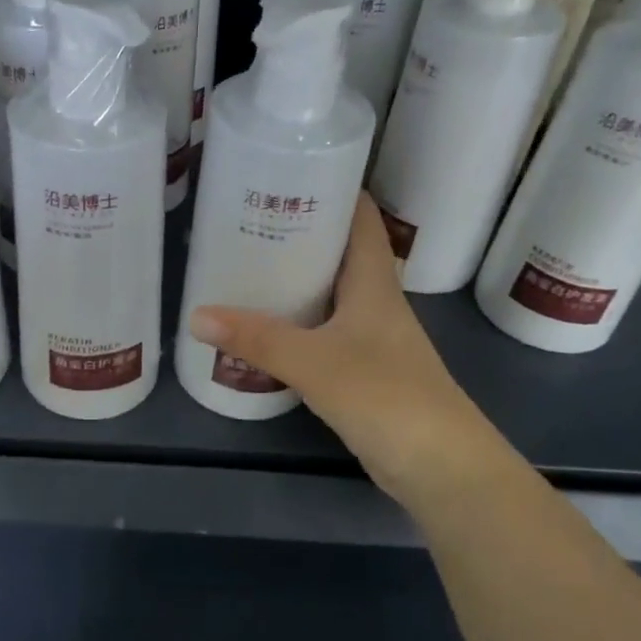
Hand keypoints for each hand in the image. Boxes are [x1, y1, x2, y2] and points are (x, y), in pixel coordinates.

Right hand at [188, 193, 506, 502]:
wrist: (443, 469)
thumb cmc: (388, 398)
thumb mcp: (315, 362)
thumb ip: (258, 339)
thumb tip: (197, 315)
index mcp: (374, 283)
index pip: (361, 218)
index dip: (334, 189)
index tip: (290, 171)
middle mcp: (375, 301)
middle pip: (339, 251)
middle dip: (299, 231)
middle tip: (247, 219)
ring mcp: (371, 337)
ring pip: (330, 292)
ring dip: (295, 277)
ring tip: (246, 264)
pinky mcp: (363, 370)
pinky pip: (324, 329)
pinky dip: (296, 320)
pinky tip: (265, 326)